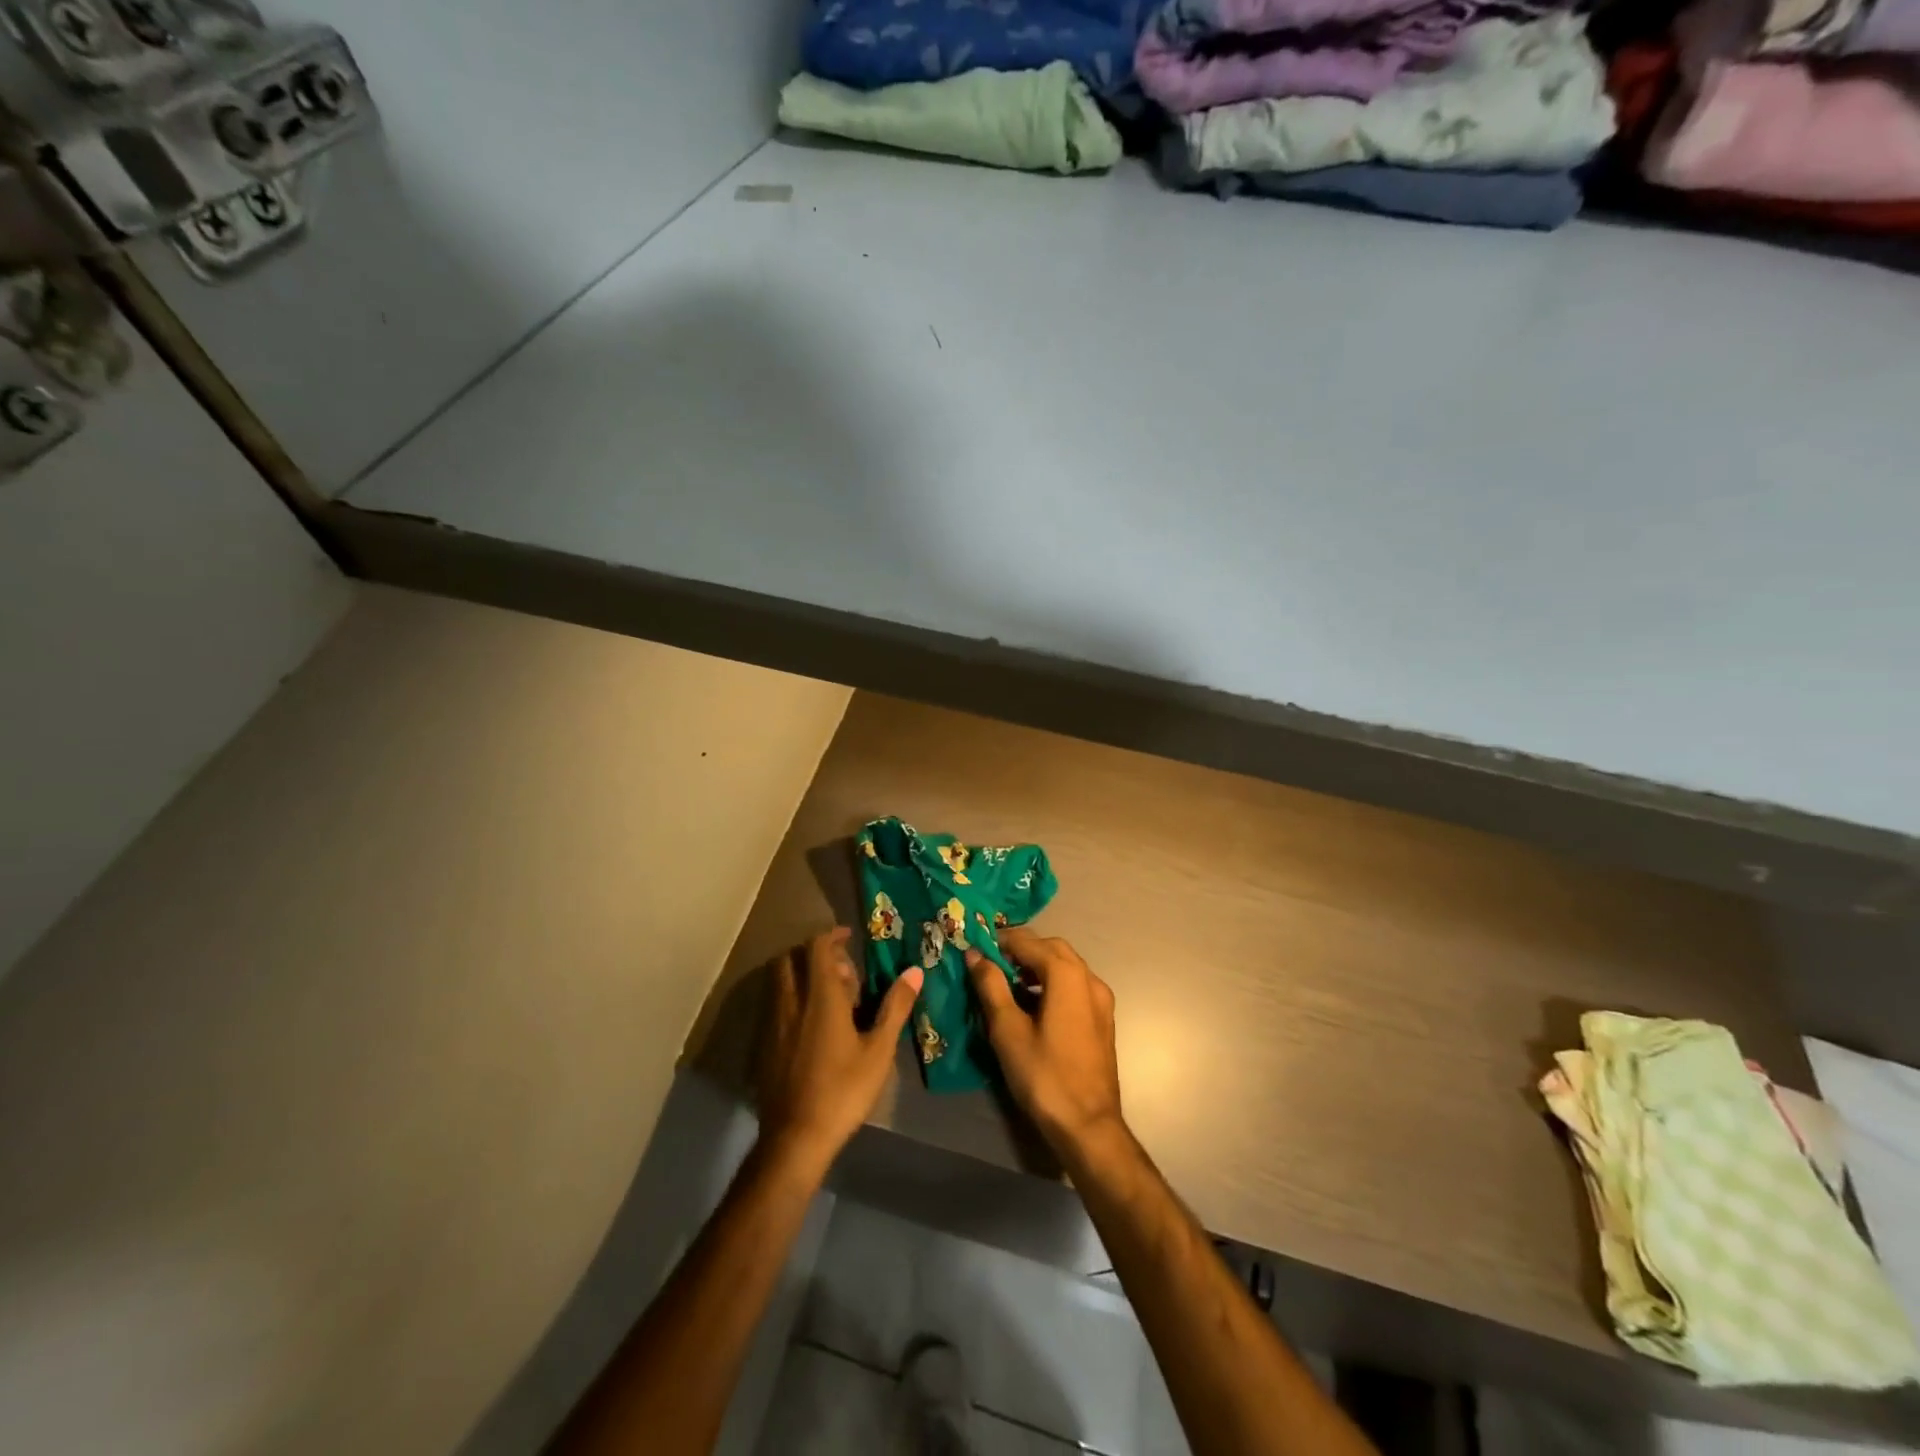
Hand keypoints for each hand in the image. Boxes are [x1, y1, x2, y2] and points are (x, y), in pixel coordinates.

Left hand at [757, 927, 921, 1171]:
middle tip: (841, 971)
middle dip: (813, 954)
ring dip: (800, 976)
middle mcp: (791, 1002)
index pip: (816, 947)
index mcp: (820, 996)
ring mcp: (773, 1024)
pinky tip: (810, 1027)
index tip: (849, 938)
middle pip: (791, 959)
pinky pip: (775, 1006)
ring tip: (828, 997)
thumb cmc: (843, 1090)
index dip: (832, 936)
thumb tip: (915, 971)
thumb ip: (895, 1007)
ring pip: (779, 982)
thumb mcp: (879, 1050)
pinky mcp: (764, 1046)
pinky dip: (791, 1000)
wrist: (795, 1138)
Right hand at [966, 928, 1123, 1159]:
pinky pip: (1075, 985)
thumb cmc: (1044, 1075)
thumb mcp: (1007, 1030)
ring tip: (1007, 983)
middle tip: (991, 963)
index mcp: (1066, 975)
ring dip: (1037, 965)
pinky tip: (1032, 1004)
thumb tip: (975, 955)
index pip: (1028, 941)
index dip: (1000, 941)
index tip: (975, 947)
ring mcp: (1101, 999)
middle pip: (1051, 948)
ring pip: (1066, 966)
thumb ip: (991, 986)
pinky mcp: (1103, 1018)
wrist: (1088, 1125)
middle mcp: (1089, 978)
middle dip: (1021, 949)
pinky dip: (1052, 983)